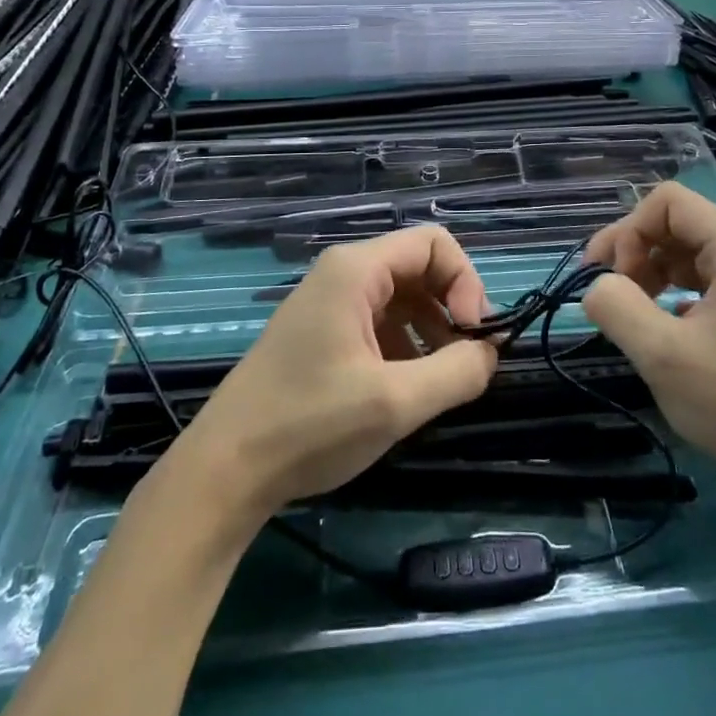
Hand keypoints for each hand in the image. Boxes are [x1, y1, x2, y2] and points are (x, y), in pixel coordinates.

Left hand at [175, 226, 498, 518]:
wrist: (224, 471)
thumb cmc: (310, 426)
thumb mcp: (395, 402)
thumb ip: (456, 371)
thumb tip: (491, 352)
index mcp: (356, 270)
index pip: (434, 244)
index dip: (466, 282)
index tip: (476, 335)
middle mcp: (342, 273)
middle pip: (419, 267)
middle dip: (452, 307)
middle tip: (467, 360)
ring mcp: (328, 302)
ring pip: (401, 296)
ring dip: (431, 330)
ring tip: (440, 380)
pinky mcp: (321, 332)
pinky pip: (378, 321)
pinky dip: (405, 345)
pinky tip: (406, 388)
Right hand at [581, 183, 715, 485]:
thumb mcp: (661, 355)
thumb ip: (616, 306)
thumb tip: (594, 287)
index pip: (667, 201)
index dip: (629, 231)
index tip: (613, 278)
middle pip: (673, 220)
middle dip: (632, 249)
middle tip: (607, 292)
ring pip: (681, 247)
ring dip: (646, 269)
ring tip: (629, 310)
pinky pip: (696, 274)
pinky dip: (666, 288)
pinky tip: (657, 324)